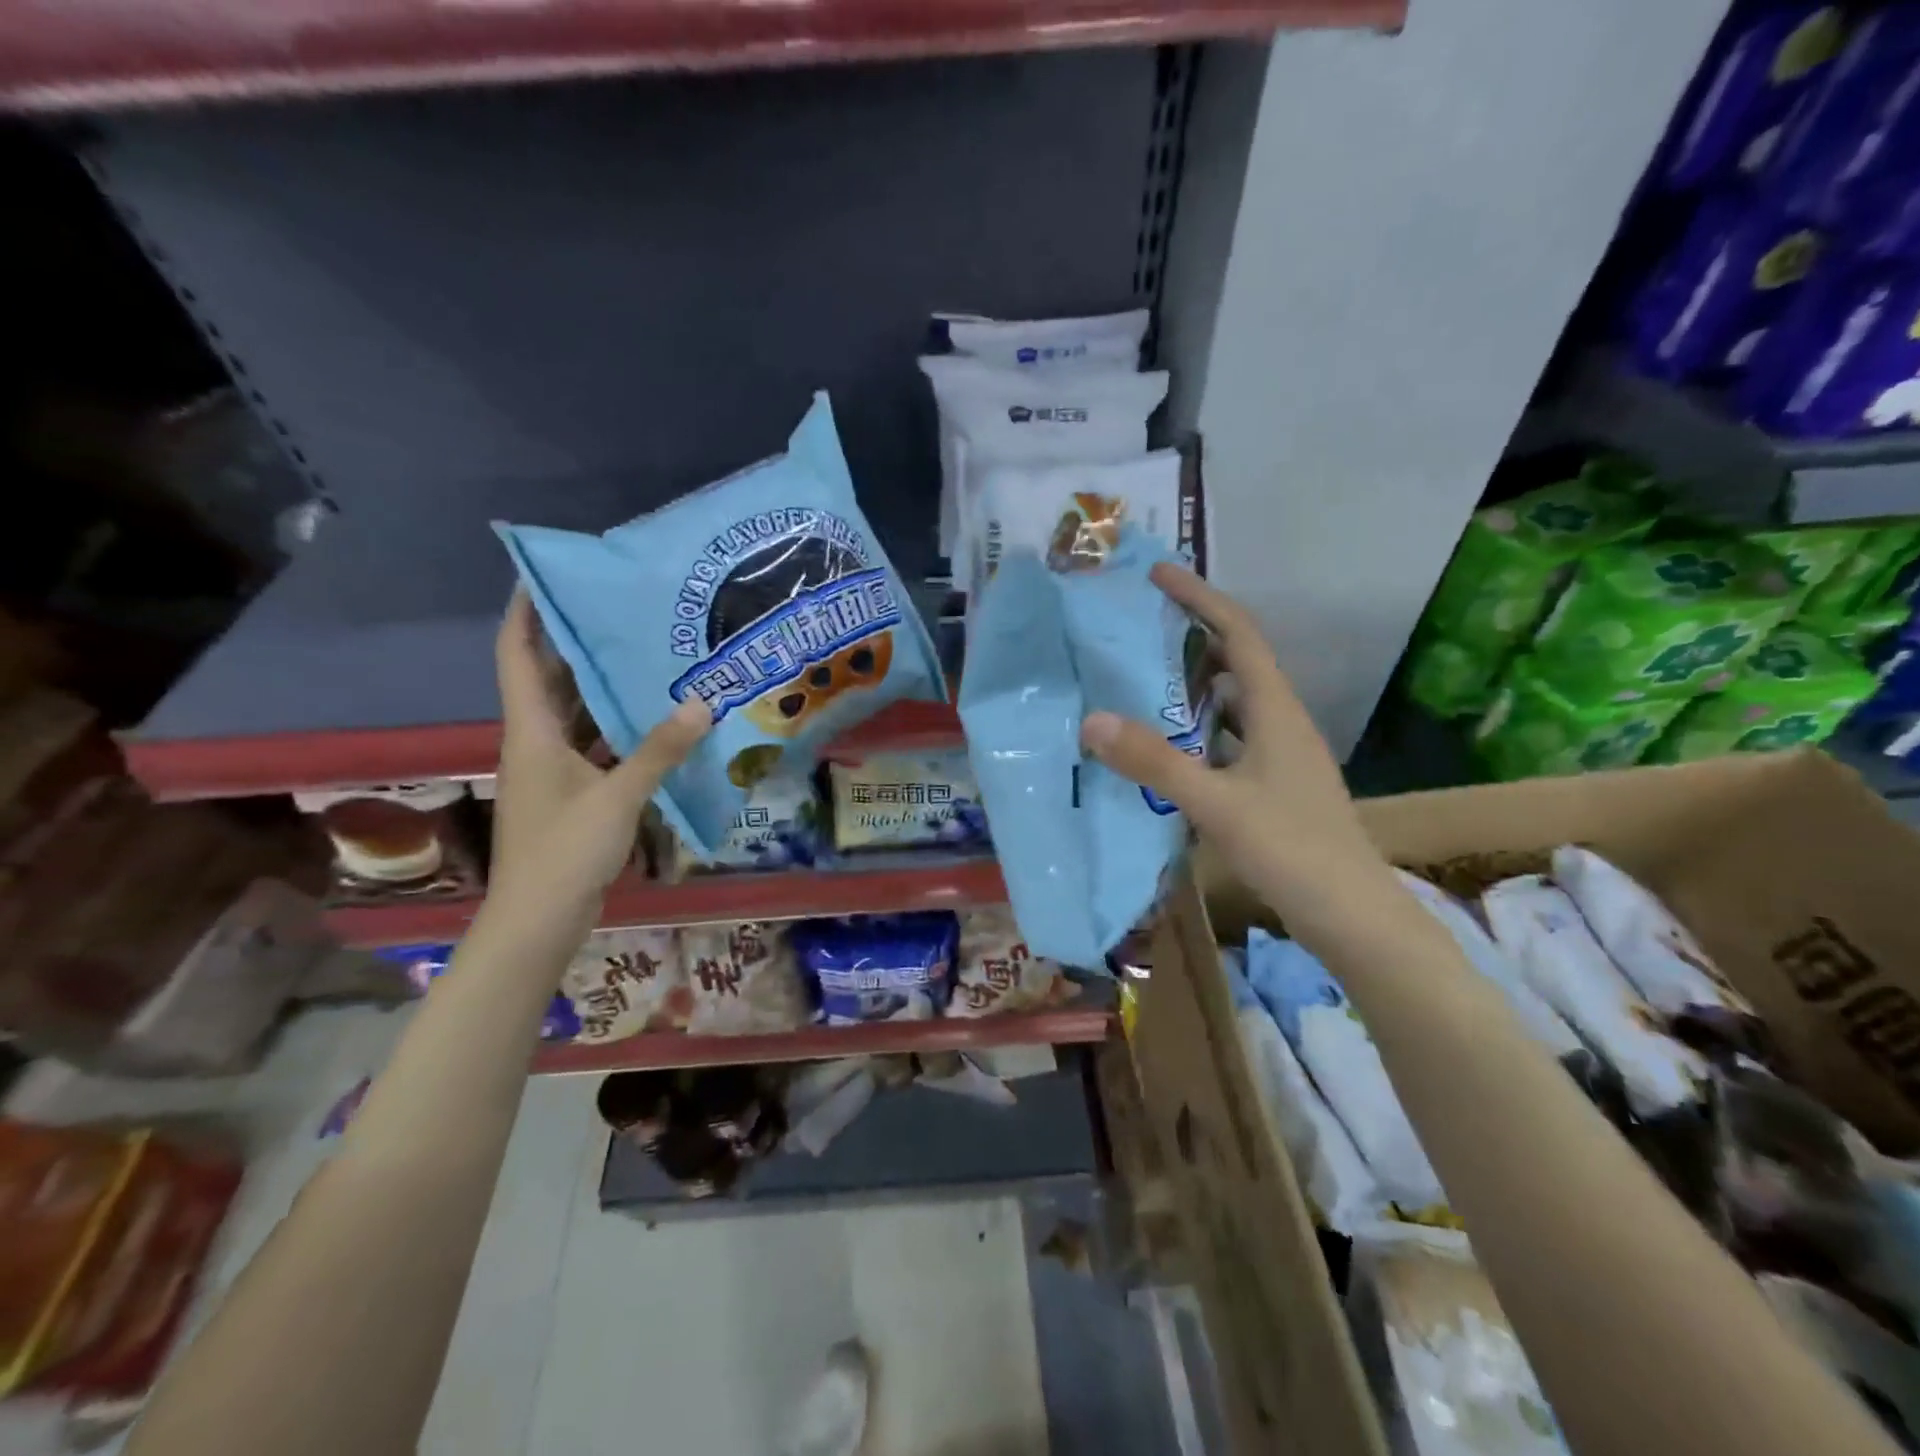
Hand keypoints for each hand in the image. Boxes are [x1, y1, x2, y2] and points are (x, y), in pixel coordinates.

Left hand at [488, 593, 709, 925]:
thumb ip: (660, 750)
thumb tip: (702, 703)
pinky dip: (621, 732)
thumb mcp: (619, 796)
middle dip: (579, 644)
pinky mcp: (573, 794)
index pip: (518, 656)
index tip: (547, 575)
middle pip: (552, 680)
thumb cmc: (566, 850)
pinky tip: (658, 722)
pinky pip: (596, 747)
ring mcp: (554, 770)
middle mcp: (537, 742)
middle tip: (624, 611)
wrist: (539, 918)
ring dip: (605, 689)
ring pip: (578, 715)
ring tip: (648, 657)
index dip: (525, 613)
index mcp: (532, 731)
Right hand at [1079, 563, 1385, 915]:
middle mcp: (1281, 723)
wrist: (1353, 916)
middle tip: (1138, 630)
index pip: (1237, 634)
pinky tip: (1169, 747)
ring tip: (1142, 680)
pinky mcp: (1274, 786)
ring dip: (1193, 685)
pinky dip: (1198, 730)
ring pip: (1233, 703)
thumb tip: (1093, 719)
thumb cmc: (1293, 850)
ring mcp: (1280, 757)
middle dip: (1191, 637)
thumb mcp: (1217, 804)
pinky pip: (1229, 739)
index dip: (1200, 599)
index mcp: (1276, 711)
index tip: (1158, 575)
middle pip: (1236, 662)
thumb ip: (1156, 762)